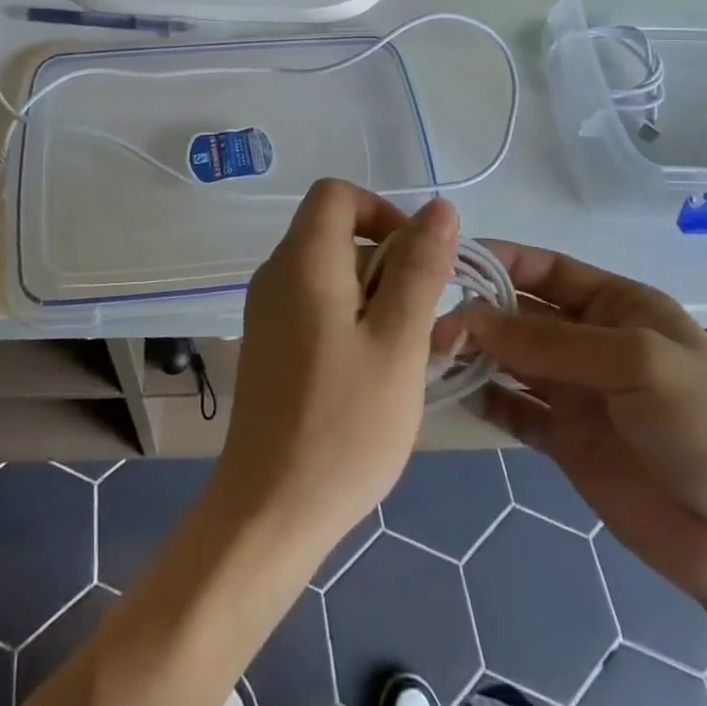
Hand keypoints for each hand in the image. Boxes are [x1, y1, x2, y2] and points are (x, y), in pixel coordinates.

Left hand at [213, 180, 459, 552]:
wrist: (269, 511)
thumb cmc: (344, 425)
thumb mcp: (399, 343)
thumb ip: (419, 269)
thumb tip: (439, 207)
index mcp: (304, 260)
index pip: (337, 193)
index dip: (381, 211)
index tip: (414, 260)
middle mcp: (277, 272)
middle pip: (336, 232)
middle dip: (386, 262)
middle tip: (419, 322)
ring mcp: (267, 309)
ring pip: (330, 272)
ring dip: (374, 296)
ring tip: (402, 355)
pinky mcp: (268, 341)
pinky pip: (315, 304)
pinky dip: (350, 319)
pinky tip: (372, 372)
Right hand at [456, 243, 706, 606]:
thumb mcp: (640, 363)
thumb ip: (553, 342)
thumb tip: (471, 317)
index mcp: (617, 305)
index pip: (547, 269)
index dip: (500, 259)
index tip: (447, 260)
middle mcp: (590, 340)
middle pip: (521, 313)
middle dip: (479, 311)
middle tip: (427, 317)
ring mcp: (576, 392)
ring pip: (511, 360)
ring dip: (475, 353)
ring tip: (431, 352)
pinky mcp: (565, 441)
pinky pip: (515, 410)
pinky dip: (486, 400)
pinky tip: (455, 394)